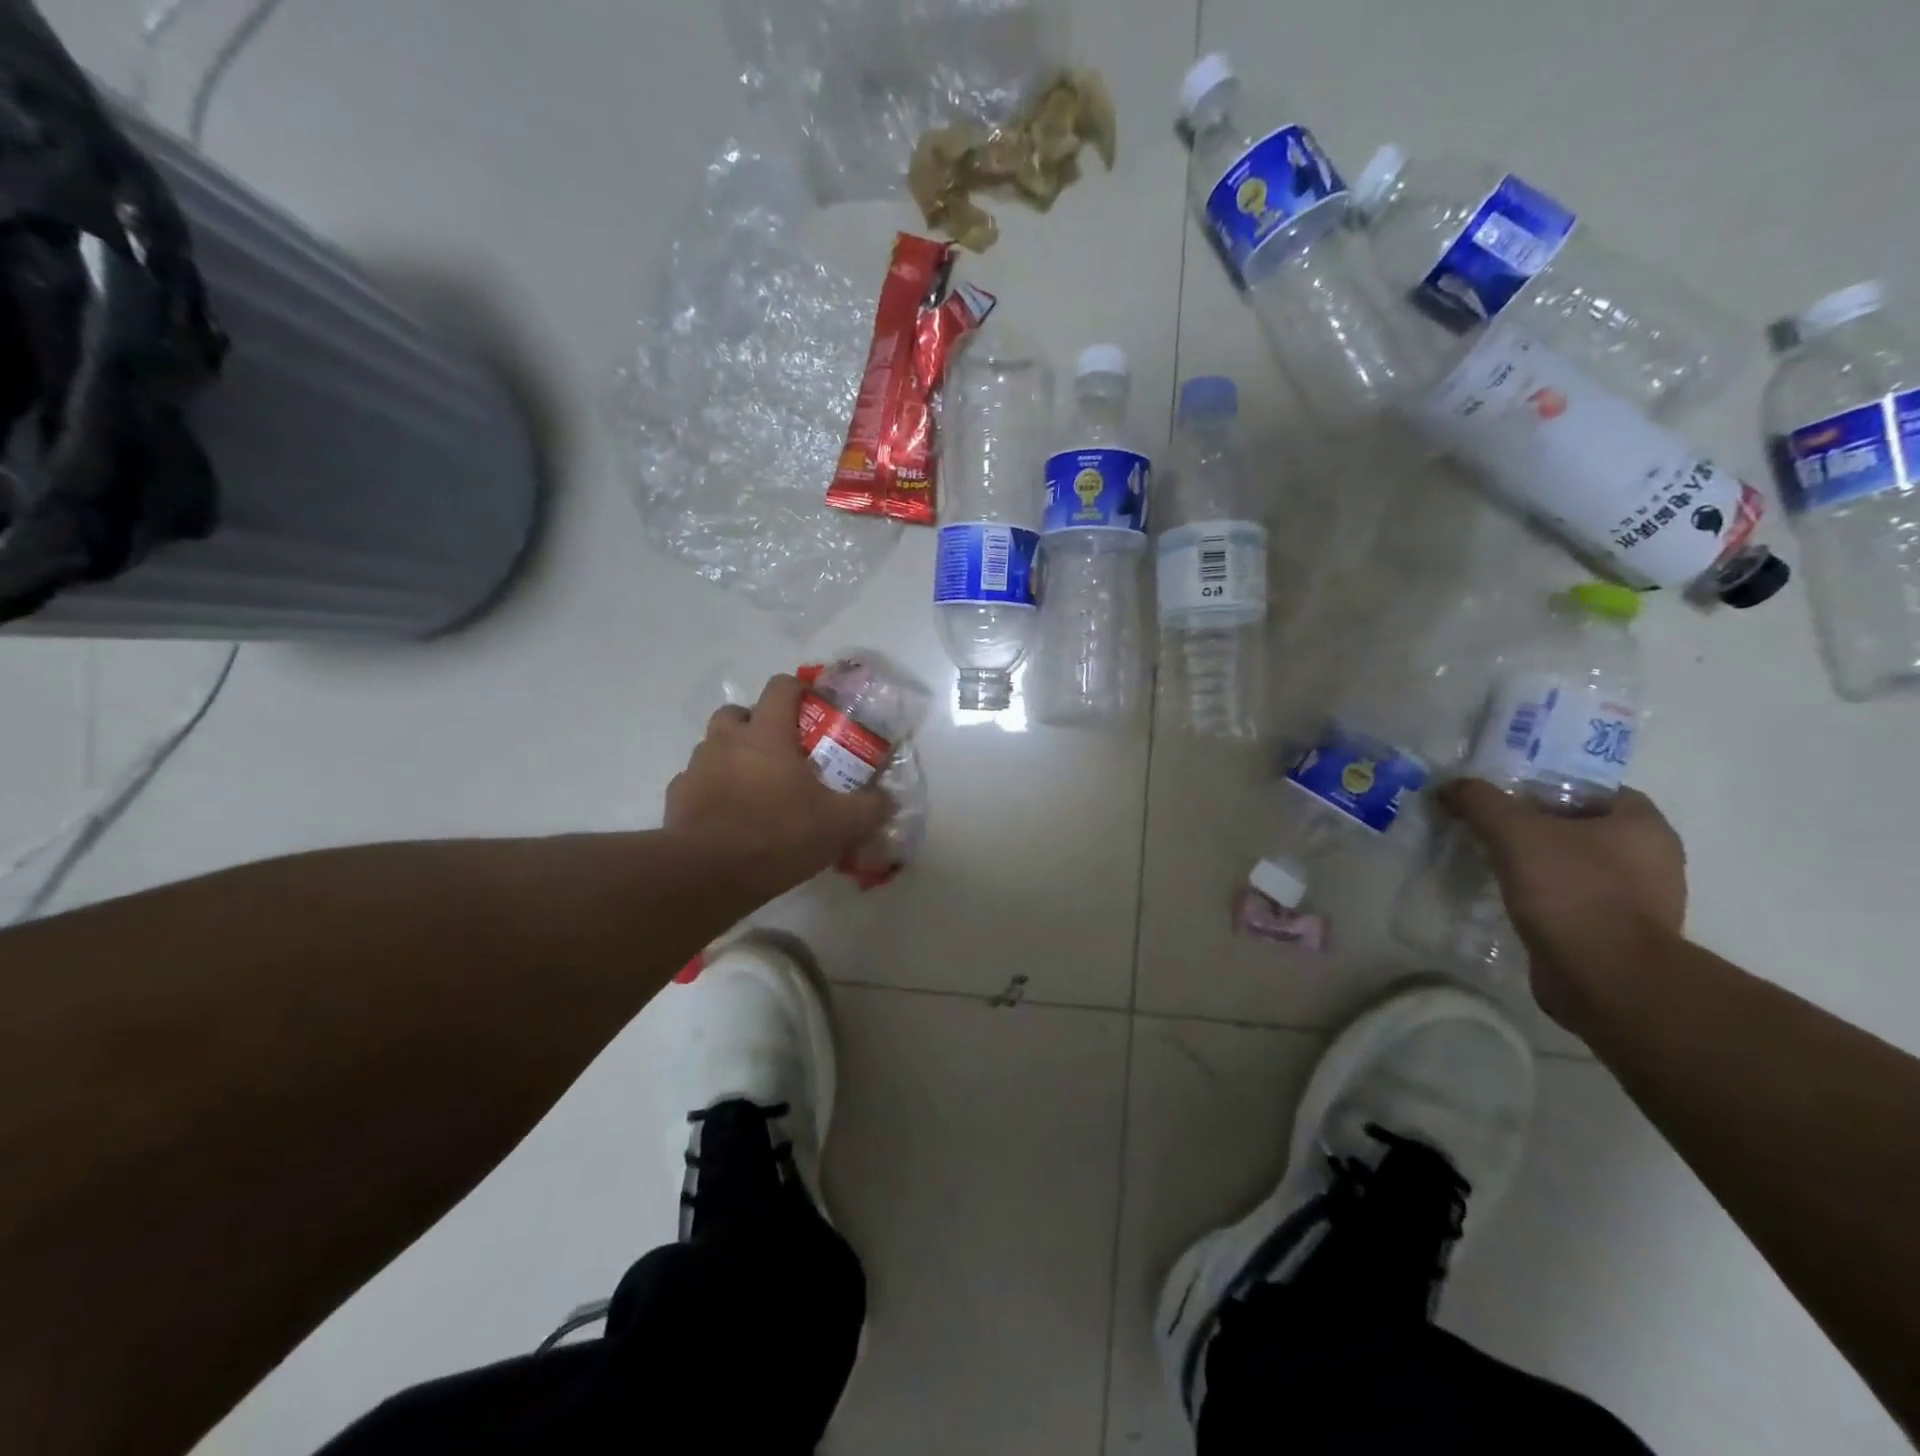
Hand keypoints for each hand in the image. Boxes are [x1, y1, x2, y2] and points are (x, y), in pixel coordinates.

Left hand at [666, 675, 893, 899]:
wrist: (709, 874)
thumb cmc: (778, 835)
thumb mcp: (840, 825)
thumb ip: (869, 807)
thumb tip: (886, 800)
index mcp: (766, 734)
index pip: (781, 687)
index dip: (798, 690)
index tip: (813, 707)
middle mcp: (727, 740)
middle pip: (738, 712)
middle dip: (758, 724)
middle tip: (781, 752)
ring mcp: (697, 767)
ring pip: (714, 746)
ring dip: (733, 756)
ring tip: (755, 786)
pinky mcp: (677, 796)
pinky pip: (697, 781)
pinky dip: (712, 788)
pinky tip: (728, 814)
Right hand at [1439, 780, 1686, 1016]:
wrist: (1605, 977)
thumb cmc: (1572, 891)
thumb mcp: (1513, 832)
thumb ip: (1480, 801)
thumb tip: (1450, 787)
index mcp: (1643, 825)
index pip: (1592, 789)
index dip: (1546, 786)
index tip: (1504, 796)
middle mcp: (1652, 859)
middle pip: (1581, 827)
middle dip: (1535, 827)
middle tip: (1487, 826)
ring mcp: (1639, 900)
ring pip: (1575, 866)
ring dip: (1535, 864)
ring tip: (1489, 862)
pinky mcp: (1617, 934)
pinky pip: (1573, 901)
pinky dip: (1541, 897)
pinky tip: (1506, 898)